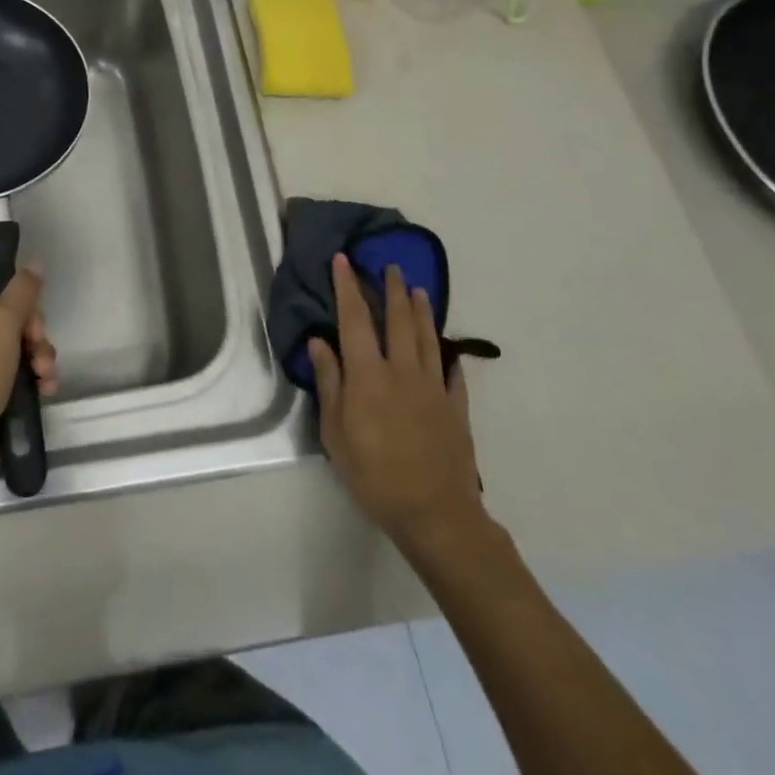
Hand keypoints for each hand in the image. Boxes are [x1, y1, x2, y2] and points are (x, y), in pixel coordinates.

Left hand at [0, 265, 57, 473]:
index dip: (16, 287)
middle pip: (8, 309)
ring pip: (13, 339)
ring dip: (37, 355)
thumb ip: (22, 291)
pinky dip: (27, 374)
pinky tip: (44, 388)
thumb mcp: (3, 326)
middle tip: (39, 348)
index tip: (32, 307)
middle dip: (34, 330)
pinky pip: (8, 365)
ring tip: (46, 377)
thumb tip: (34, 261)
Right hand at [310, 254, 489, 557]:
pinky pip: (451, 372)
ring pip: (426, 337)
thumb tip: (319, 342)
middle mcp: (402, 370)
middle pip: (397, 319)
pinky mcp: (455, 407)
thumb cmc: (374, 475)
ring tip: (417, 289)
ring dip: (420, 310)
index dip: (347, 287)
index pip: (354, 319)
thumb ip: (329, 384)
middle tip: (389, 266)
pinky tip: (446, 349)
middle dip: (391, 289)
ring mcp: (433, 387)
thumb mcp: (335, 434)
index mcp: (368, 375)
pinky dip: (447, 355)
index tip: (344, 260)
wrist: (435, 514)